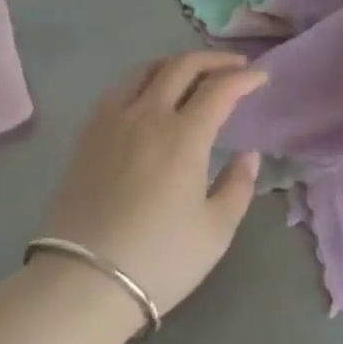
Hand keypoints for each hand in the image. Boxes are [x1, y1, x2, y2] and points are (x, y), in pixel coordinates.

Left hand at [41, 51, 263, 325]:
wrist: (81, 284)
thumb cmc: (158, 260)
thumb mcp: (215, 232)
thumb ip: (238, 186)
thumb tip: (247, 154)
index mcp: (184, 136)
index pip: (220, 88)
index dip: (244, 78)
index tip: (260, 78)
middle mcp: (149, 114)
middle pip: (183, 65)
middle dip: (214, 60)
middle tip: (234, 66)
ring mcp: (114, 119)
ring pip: (148, 69)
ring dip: (177, 63)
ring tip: (194, 72)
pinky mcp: (89, 132)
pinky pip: (120, 87)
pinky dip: (144, 78)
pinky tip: (150, 92)